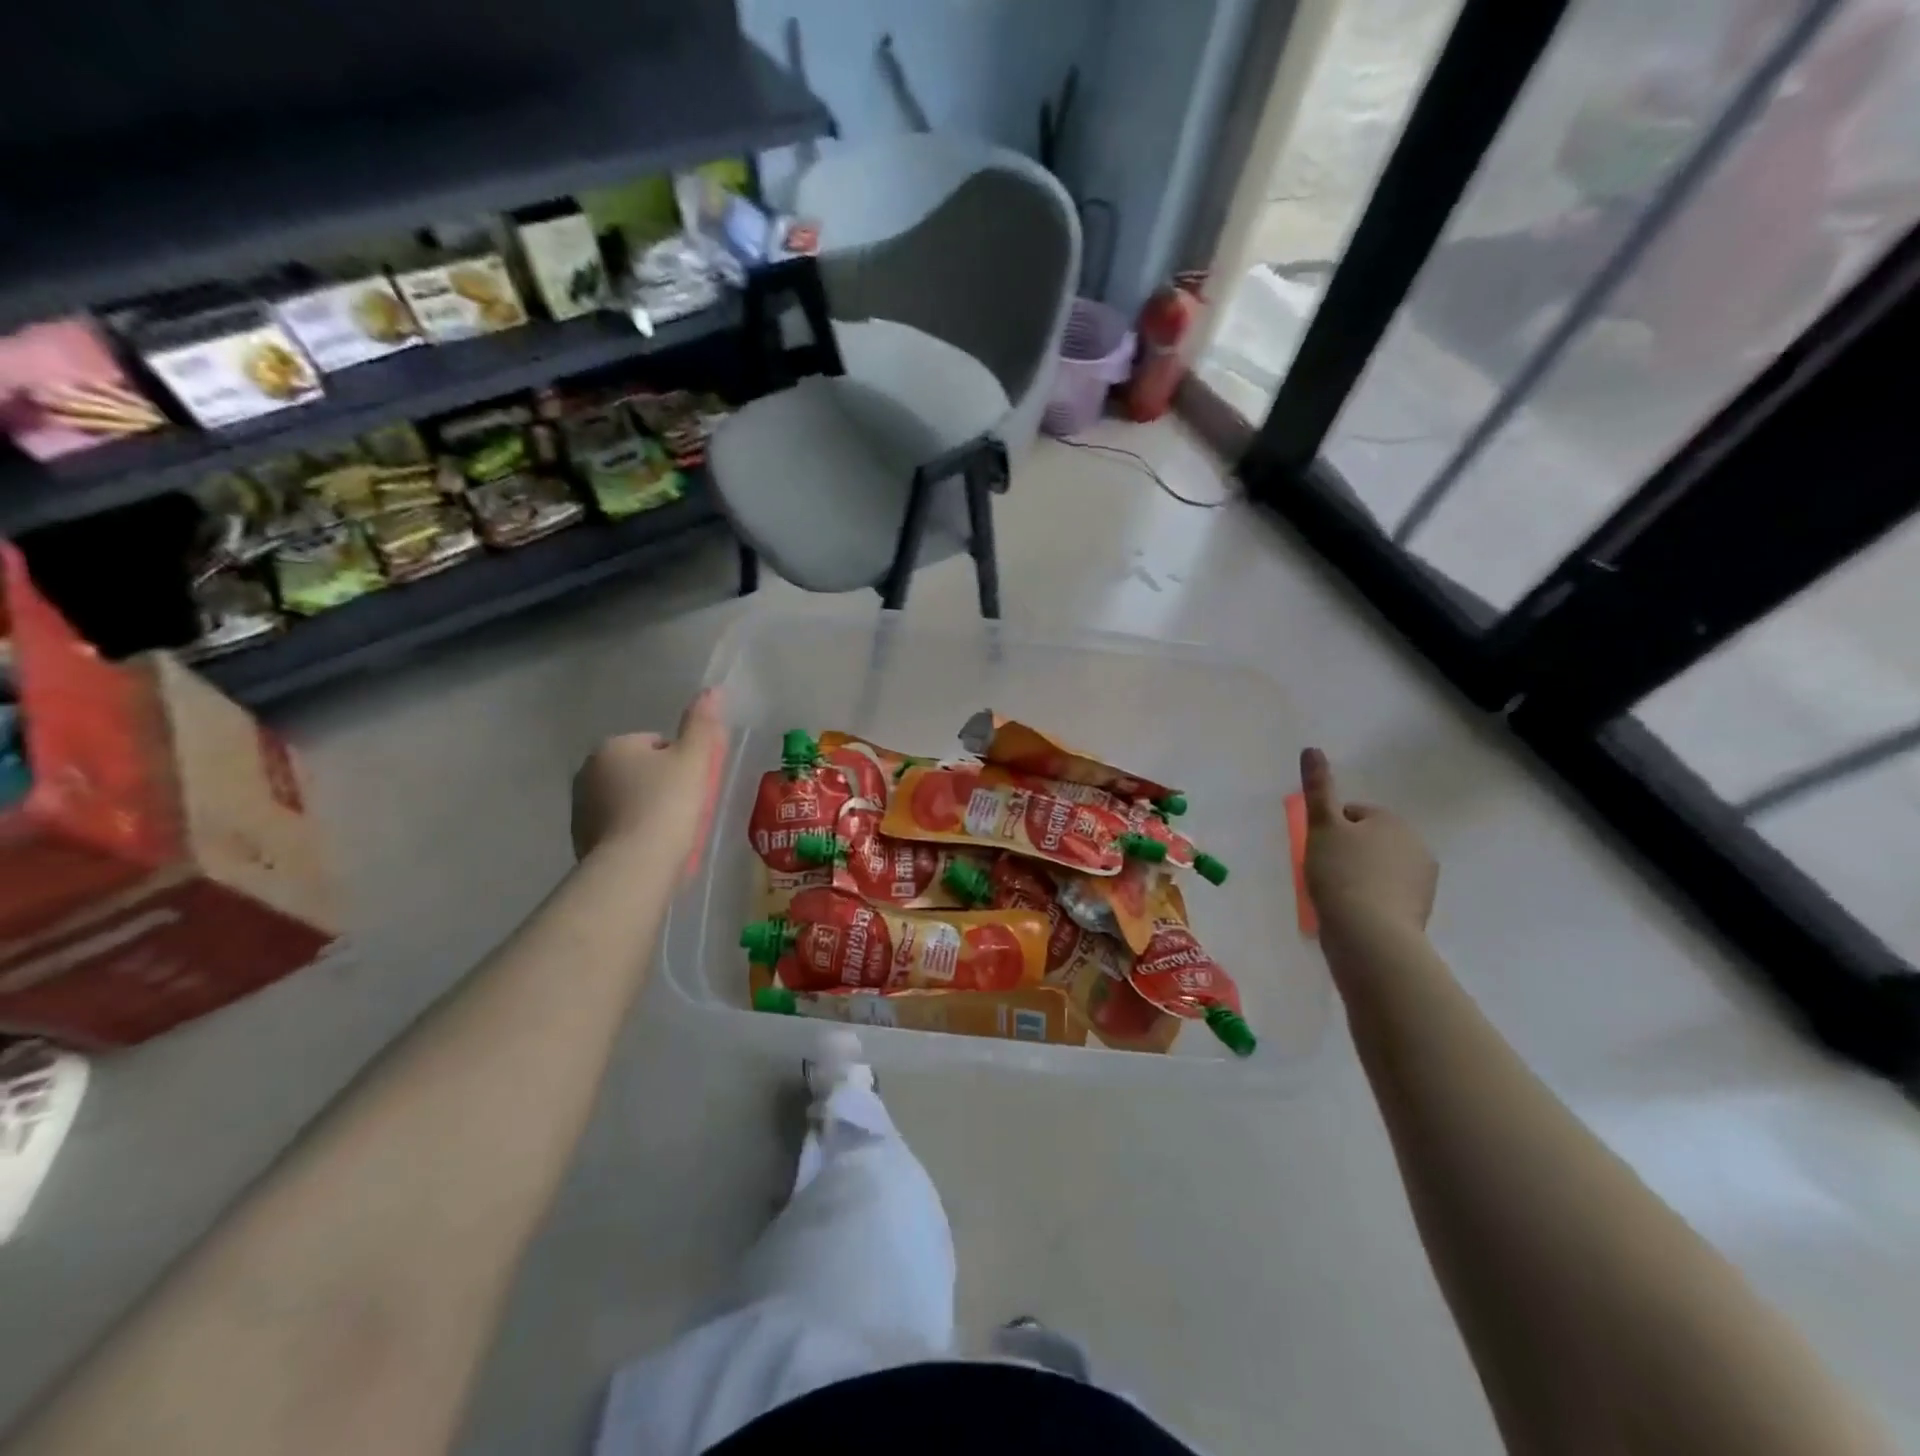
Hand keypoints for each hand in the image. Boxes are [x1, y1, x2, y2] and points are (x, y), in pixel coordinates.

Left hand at [571, 689, 725, 861]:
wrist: (634, 866)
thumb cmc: (667, 805)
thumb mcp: (694, 760)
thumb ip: (702, 724)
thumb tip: (713, 690)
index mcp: (612, 747)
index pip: (656, 744)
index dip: (681, 764)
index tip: (694, 787)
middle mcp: (587, 772)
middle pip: (639, 771)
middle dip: (661, 786)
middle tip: (686, 811)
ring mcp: (580, 808)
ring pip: (626, 800)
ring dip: (646, 809)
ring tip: (670, 833)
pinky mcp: (580, 840)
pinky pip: (616, 828)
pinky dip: (632, 834)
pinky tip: (651, 850)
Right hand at [1300, 747, 1436, 934]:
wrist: (1369, 935)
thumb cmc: (1341, 874)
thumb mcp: (1322, 827)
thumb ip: (1317, 788)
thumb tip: (1311, 748)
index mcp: (1393, 822)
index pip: (1353, 814)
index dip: (1329, 830)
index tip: (1317, 850)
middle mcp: (1415, 845)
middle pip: (1368, 841)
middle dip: (1347, 853)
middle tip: (1322, 873)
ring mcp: (1421, 882)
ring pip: (1377, 869)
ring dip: (1358, 877)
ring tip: (1335, 896)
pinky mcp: (1419, 912)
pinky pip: (1386, 896)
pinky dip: (1369, 901)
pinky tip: (1351, 914)